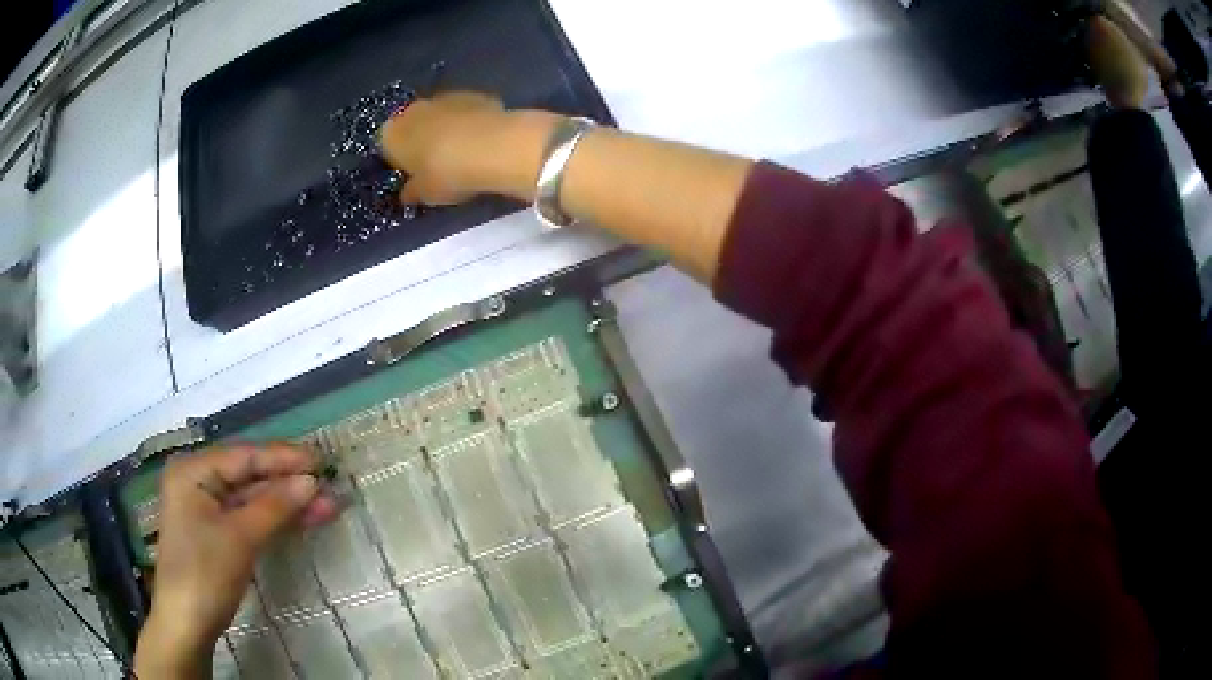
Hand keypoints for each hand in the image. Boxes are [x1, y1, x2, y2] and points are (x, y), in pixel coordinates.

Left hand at [134, 444, 337, 676]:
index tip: (320, 460)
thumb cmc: (204, 573)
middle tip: (329, 486)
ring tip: (328, 506)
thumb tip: (311, 481)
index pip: (244, 457)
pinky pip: (250, 517)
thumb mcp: (240, 538)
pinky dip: (276, 520)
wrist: (187, 623)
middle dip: (289, 483)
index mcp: (193, 471)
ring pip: (254, 499)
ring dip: (288, 504)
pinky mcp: (218, 532)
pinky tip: (304, 519)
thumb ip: (274, 506)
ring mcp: (208, 508)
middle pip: (250, 476)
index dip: (283, 458)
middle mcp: (198, 481)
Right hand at [379, 91, 560, 204]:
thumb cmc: (445, 174)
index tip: (416, 175)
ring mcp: (445, 97)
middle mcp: (413, 109)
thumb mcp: (425, 193)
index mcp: (392, 133)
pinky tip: (484, 141)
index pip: (388, 147)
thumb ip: (413, 191)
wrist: (492, 147)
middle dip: (424, 140)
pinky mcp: (475, 94)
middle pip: (414, 126)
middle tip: (439, 165)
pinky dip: (472, 123)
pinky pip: (467, 112)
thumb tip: (408, 193)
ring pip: (441, 116)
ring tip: (465, 154)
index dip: (402, 161)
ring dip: (449, 129)